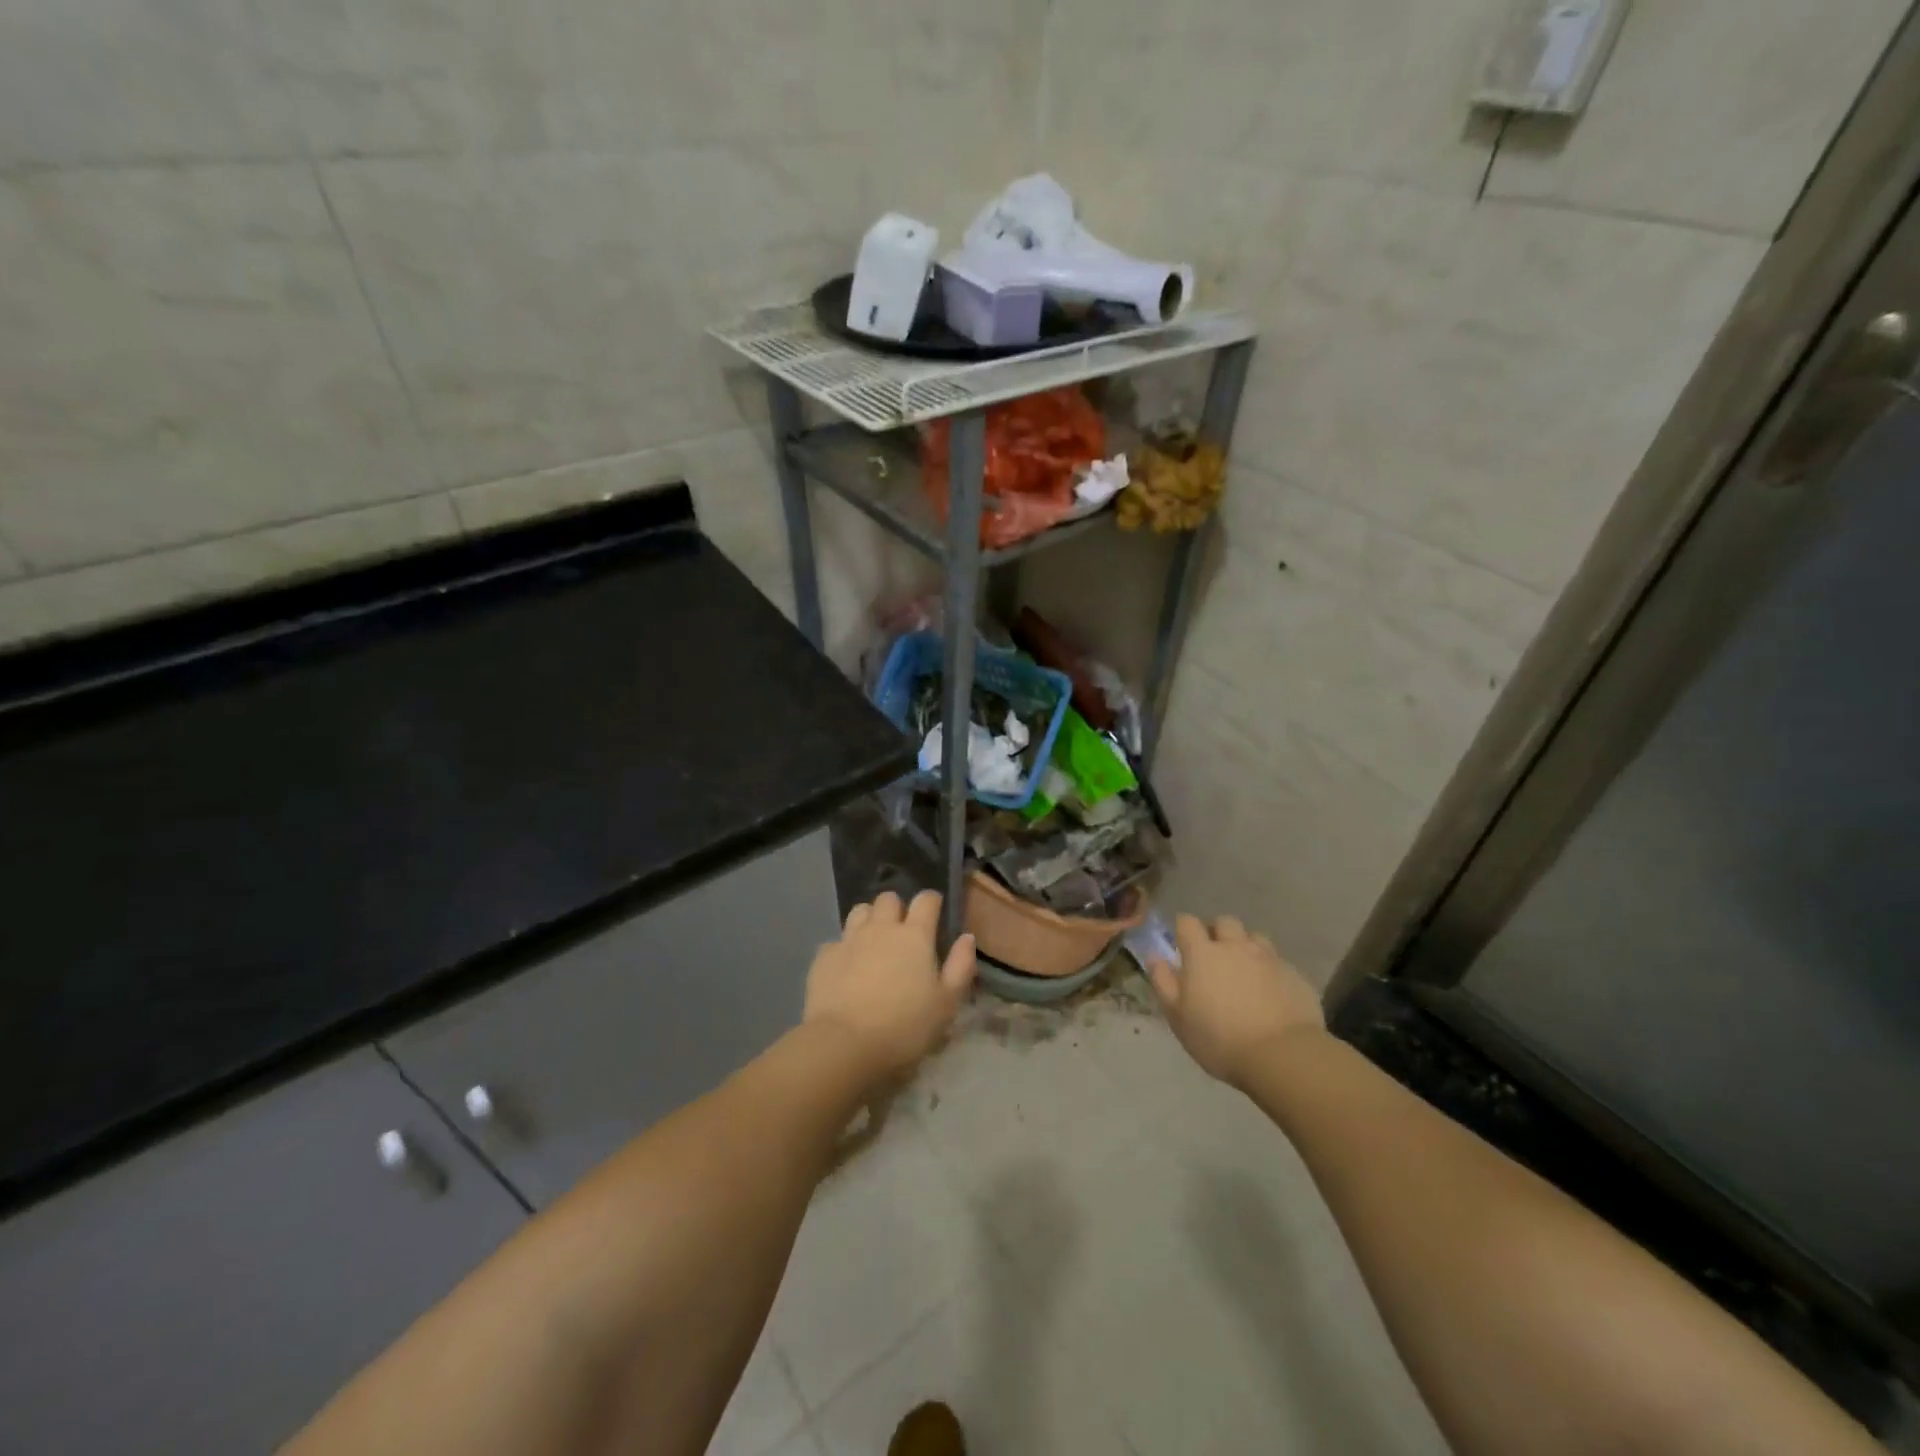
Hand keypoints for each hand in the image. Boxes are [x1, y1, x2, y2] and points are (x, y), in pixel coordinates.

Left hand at [804, 891, 976, 1080]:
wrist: (845, 1044)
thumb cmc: (904, 1026)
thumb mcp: (946, 1003)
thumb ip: (960, 966)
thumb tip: (967, 937)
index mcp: (914, 935)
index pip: (926, 900)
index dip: (932, 901)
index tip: (935, 912)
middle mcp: (881, 928)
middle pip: (889, 899)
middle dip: (897, 908)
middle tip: (902, 932)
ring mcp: (849, 939)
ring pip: (860, 911)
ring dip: (869, 919)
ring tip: (873, 942)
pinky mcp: (824, 956)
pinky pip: (836, 941)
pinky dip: (844, 949)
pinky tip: (846, 968)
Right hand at [1149, 914, 1324, 1088]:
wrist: (1282, 1056)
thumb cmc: (1219, 1039)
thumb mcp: (1178, 1017)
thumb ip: (1163, 982)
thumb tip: (1155, 956)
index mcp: (1203, 953)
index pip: (1187, 922)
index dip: (1183, 930)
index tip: (1183, 947)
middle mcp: (1236, 946)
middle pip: (1225, 922)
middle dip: (1218, 933)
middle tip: (1215, 958)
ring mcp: (1269, 958)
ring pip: (1255, 938)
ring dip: (1247, 948)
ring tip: (1245, 972)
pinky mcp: (1295, 974)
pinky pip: (1278, 962)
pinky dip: (1271, 971)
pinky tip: (1271, 994)